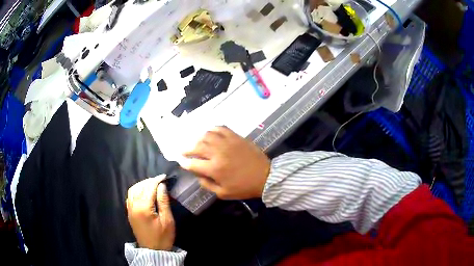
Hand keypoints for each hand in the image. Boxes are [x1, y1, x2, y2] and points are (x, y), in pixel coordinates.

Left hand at [126, 175, 174, 250]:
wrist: (153, 251)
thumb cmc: (162, 237)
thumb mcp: (167, 220)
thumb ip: (163, 201)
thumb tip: (162, 185)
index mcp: (143, 207)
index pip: (149, 188)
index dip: (157, 180)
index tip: (165, 176)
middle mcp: (133, 205)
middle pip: (139, 187)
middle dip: (149, 181)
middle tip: (160, 180)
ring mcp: (130, 209)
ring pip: (133, 190)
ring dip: (142, 184)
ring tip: (152, 184)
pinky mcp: (129, 213)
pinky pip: (130, 196)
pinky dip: (136, 190)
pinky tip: (143, 192)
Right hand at [182, 126, 270, 199]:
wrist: (265, 176)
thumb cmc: (244, 187)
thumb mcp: (223, 193)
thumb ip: (207, 184)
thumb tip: (197, 174)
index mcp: (214, 169)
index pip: (193, 164)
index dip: (184, 163)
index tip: (181, 161)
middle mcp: (218, 153)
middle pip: (196, 146)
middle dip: (187, 149)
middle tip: (183, 150)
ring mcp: (227, 143)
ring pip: (207, 135)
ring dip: (198, 138)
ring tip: (196, 142)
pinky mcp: (236, 137)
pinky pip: (220, 128)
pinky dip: (212, 129)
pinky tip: (210, 133)